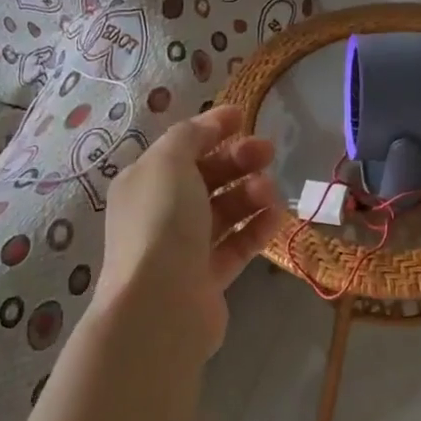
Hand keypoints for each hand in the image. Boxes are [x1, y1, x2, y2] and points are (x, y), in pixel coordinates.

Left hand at [97, 105, 279, 356]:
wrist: (160, 304)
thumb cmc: (162, 222)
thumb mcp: (169, 163)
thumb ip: (190, 136)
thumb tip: (209, 125)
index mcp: (144, 182)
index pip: (181, 146)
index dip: (211, 128)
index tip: (244, 115)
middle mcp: (160, 212)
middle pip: (206, 177)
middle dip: (237, 160)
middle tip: (269, 151)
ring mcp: (184, 247)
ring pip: (224, 211)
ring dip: (250, 194)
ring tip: (269, 191)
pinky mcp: (207, 277)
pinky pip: (236, 245)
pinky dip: (256, 229)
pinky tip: (276, 217)